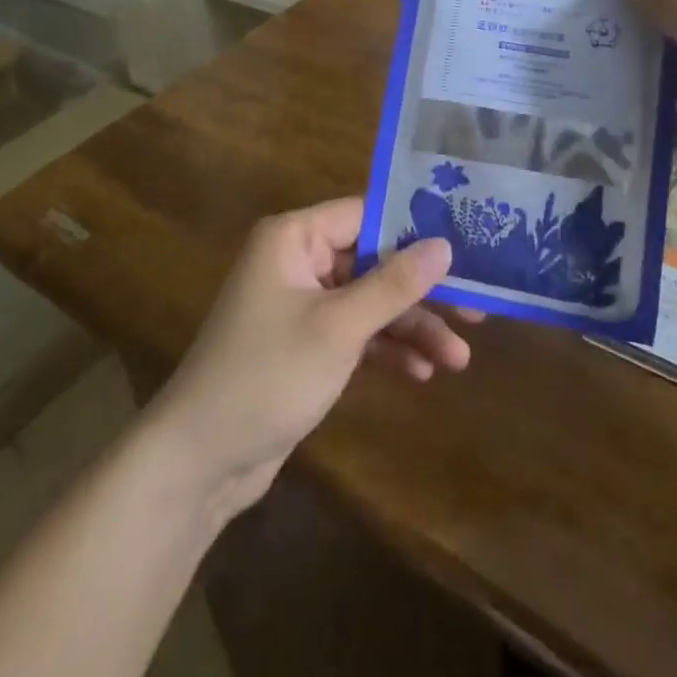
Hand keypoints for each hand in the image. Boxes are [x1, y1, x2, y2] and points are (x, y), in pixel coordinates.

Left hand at [145, 196, 477, 520]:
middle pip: (373, 262)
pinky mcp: (306, 344)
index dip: (415, 229)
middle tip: (475, 309)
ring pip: (369, 302)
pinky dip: (385, 350)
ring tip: (458, 359)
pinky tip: (422, 373)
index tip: (465, 244)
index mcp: (294, 237)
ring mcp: (302, 304)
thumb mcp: (339, 327)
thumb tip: (445, 244)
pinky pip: (355, 333)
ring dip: (410, 328)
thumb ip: (394, 284)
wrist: (200, 462)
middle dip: (420, 292)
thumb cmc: (268, 374)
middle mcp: (298, 261)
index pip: (366, 215)